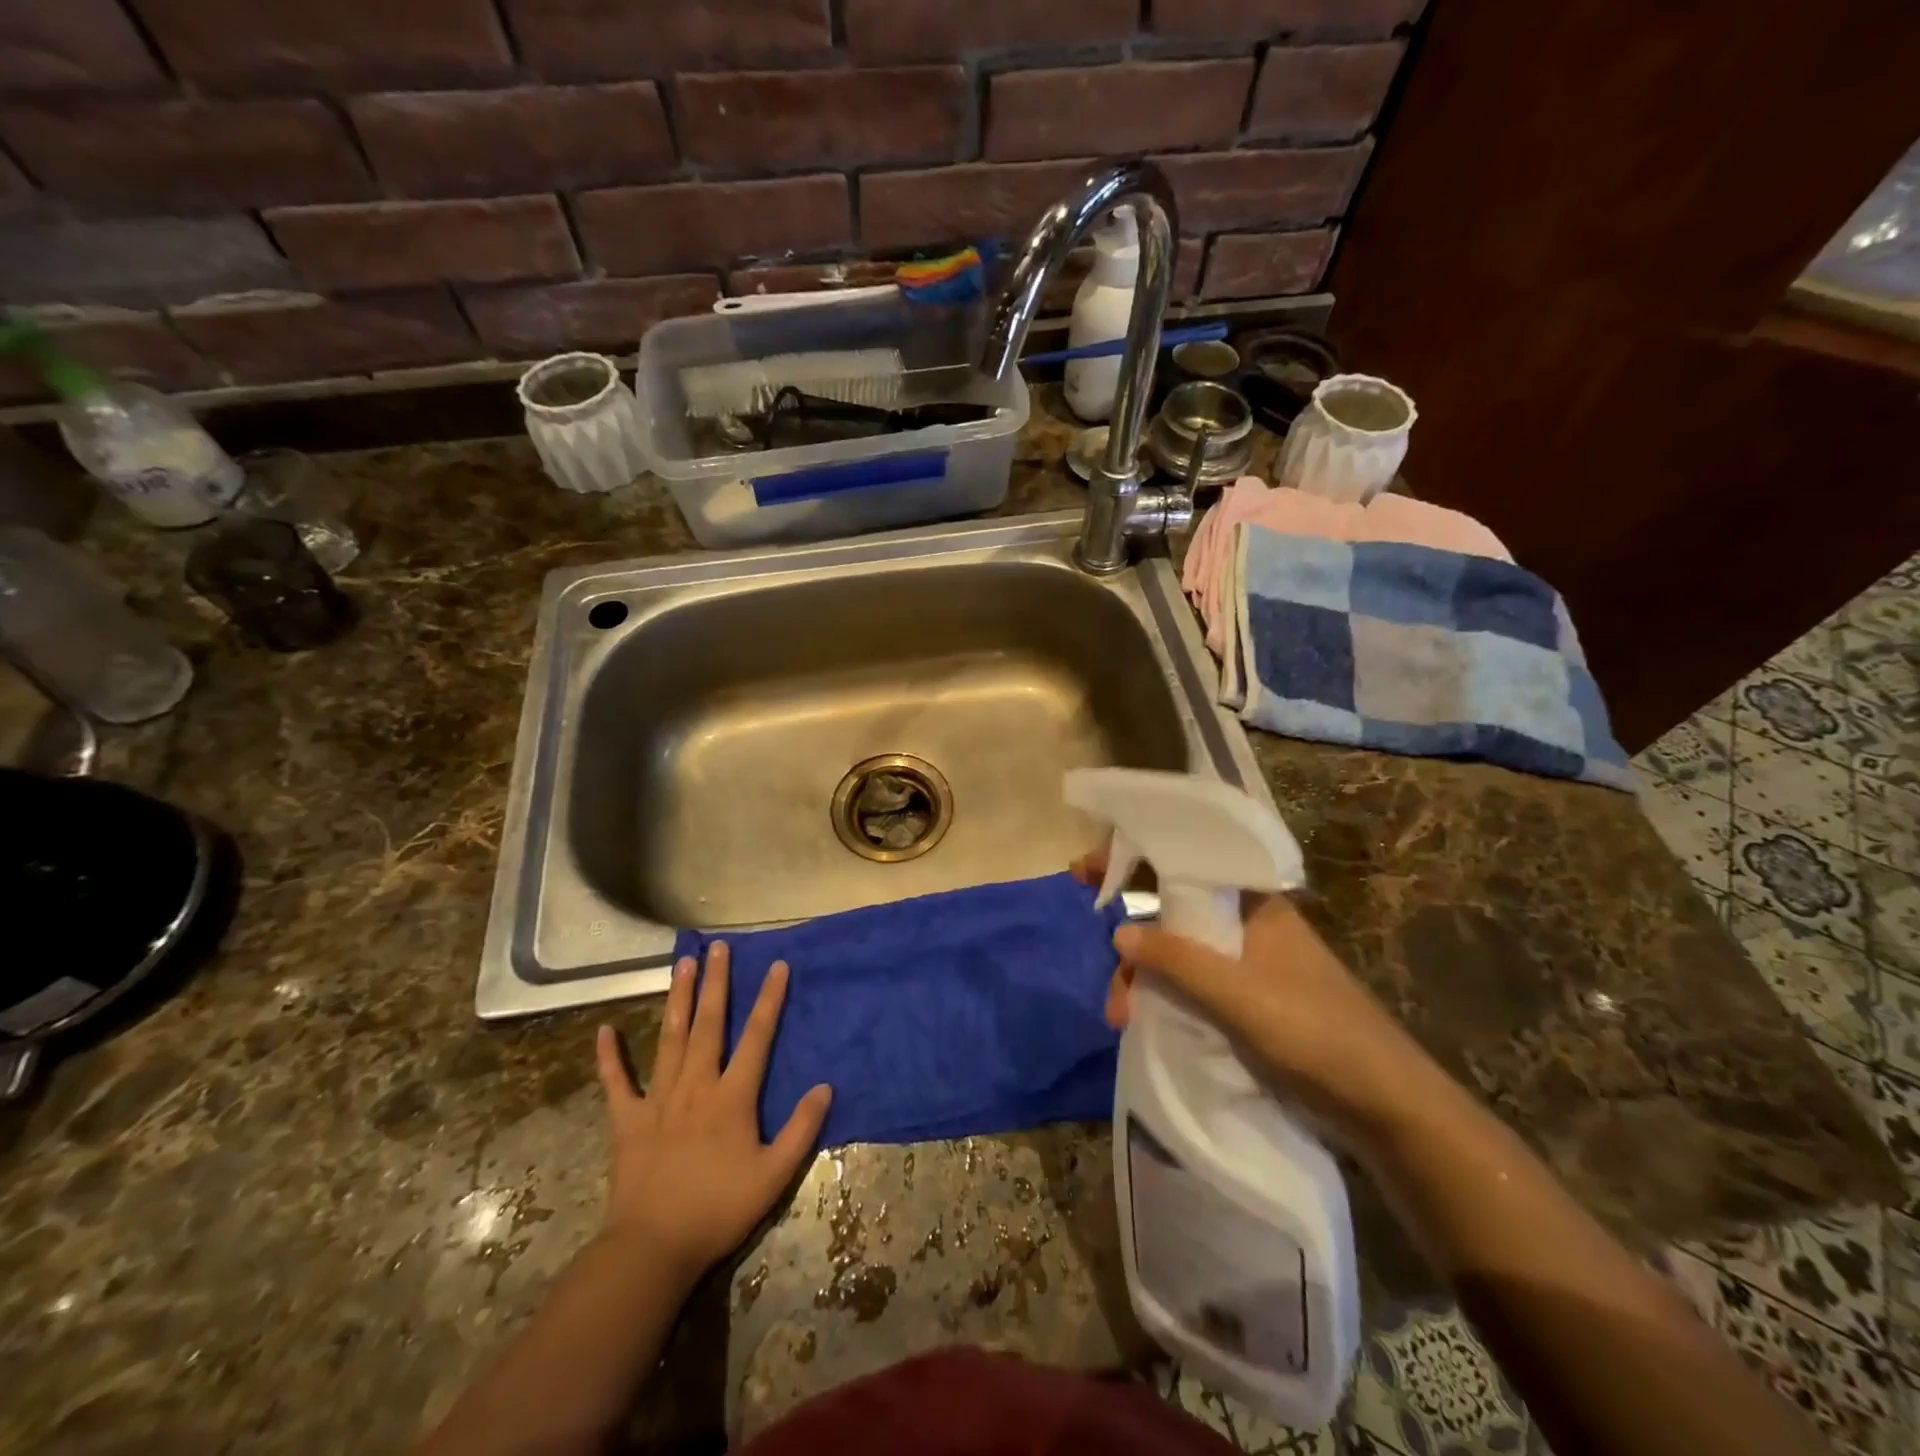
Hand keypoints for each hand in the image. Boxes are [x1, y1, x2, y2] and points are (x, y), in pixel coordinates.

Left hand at [594, 941, 831, 1279]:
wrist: (653, 1248)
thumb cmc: (719, 1209)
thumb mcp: (774, 1175)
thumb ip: (801, 1129)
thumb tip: (825, 1087)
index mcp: (732, 1096)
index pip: (757, 1036)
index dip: (769, 999)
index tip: (776, 965)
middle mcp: (696, 1085)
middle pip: (709, 1024)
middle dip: (716, 982)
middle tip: (718, 947)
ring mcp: (658, 1099)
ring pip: (670, 1038)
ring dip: (677, 998)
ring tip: (682, 964)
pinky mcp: (627, 1120)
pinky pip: (617, 1082)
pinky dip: (610, 1057)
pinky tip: (604, 1030)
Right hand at [1071, 852, 1438, 1136]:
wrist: (1382, 1106)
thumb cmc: (1315, 1033)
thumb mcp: (1239, 994)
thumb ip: (1177, 960)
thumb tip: (1118, 932)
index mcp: (1251, 905)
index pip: (1183, 863)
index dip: (1133, 858)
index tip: (1086, 871)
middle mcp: (1244, 926)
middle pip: (1170, 912)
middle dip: (1131, 938)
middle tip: (1104, 970)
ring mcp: (1244, 965)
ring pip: (1175, 953)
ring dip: (1142, 977)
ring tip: (1121, 1017)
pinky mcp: (1244, 1002)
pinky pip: (1188, 985)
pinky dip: (1161, 997)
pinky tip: (1141, 1021)